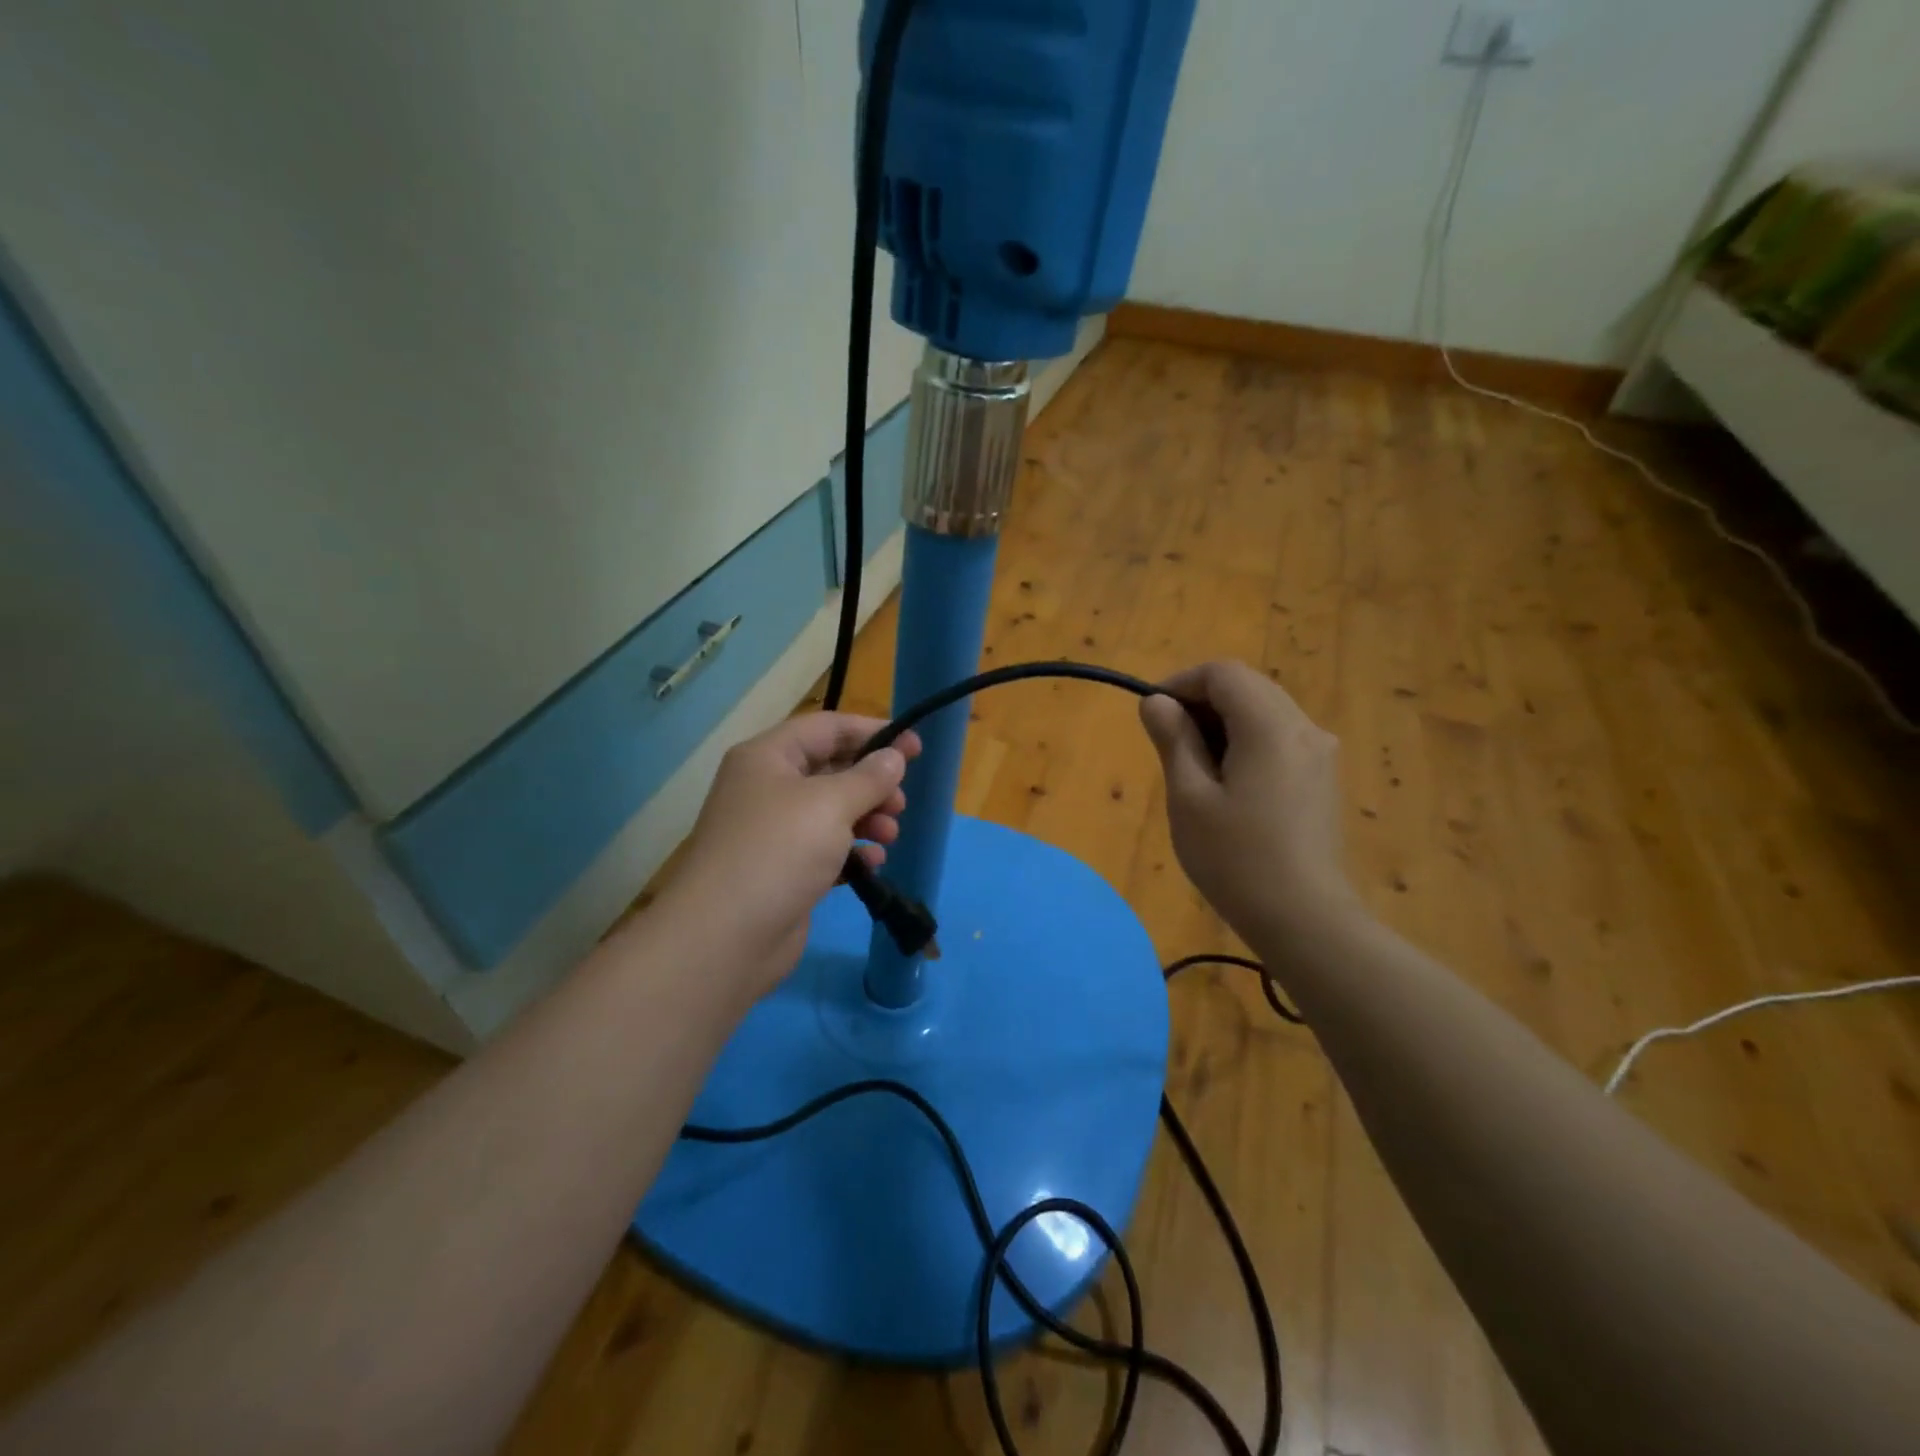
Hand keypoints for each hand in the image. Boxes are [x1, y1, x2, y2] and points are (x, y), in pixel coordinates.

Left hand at [668, 714, 921, 993]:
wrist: (726, 938)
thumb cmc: (778, 852)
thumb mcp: (830, 804)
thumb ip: (869, 777)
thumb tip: (894, 756)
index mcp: (769, 757)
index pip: (828, 727)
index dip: (873, 732)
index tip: (915, 746)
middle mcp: (769, 787)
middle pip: (832, 768)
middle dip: (872, 782)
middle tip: (900, 802)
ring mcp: (775, 831)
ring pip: (833, 810)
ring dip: (868, 817)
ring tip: (890, 835)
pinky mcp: (785, 869)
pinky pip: (827, 847)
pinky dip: (853, 850)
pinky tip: (873, 863)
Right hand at [1139, 661, 1359, 945]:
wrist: (1305, 920)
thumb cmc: (1236, 859)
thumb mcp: (1189, 797)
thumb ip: (1174, 740)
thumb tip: (1156, 702)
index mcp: (1271, 726)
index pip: (1223, 673)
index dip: (1181, 682)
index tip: (1153, 714)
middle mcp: (1304, 728)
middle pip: (1247, 686)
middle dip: (1202, 701)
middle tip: (1168, 741)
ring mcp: (1320, 753)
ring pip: (1264, 711)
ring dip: (1223, 722)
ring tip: (1193, 766)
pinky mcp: (1322, 778)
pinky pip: (1279, 737)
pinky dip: (1247, 741)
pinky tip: (1228, 783)